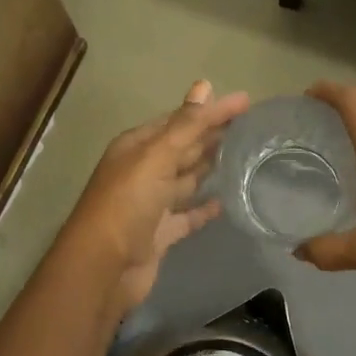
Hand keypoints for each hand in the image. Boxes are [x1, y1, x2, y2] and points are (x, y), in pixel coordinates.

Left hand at [66, 80, 249, 316]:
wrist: (103, 270)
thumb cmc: (127, 205)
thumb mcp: (155, 158)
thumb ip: (184, 126)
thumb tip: (205, 85)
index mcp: (137, 147)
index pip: (180, 120)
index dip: (210, 110)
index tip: (246, 101)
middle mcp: (143, 171)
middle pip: (184, 147)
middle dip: (213, 134)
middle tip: (252, 125)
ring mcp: (152, 204)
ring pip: (186, 179)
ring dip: (210, 167)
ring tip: (245, 156)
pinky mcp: (161, 233)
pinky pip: (187, 215)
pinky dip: (204, 207)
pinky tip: (226, 200)